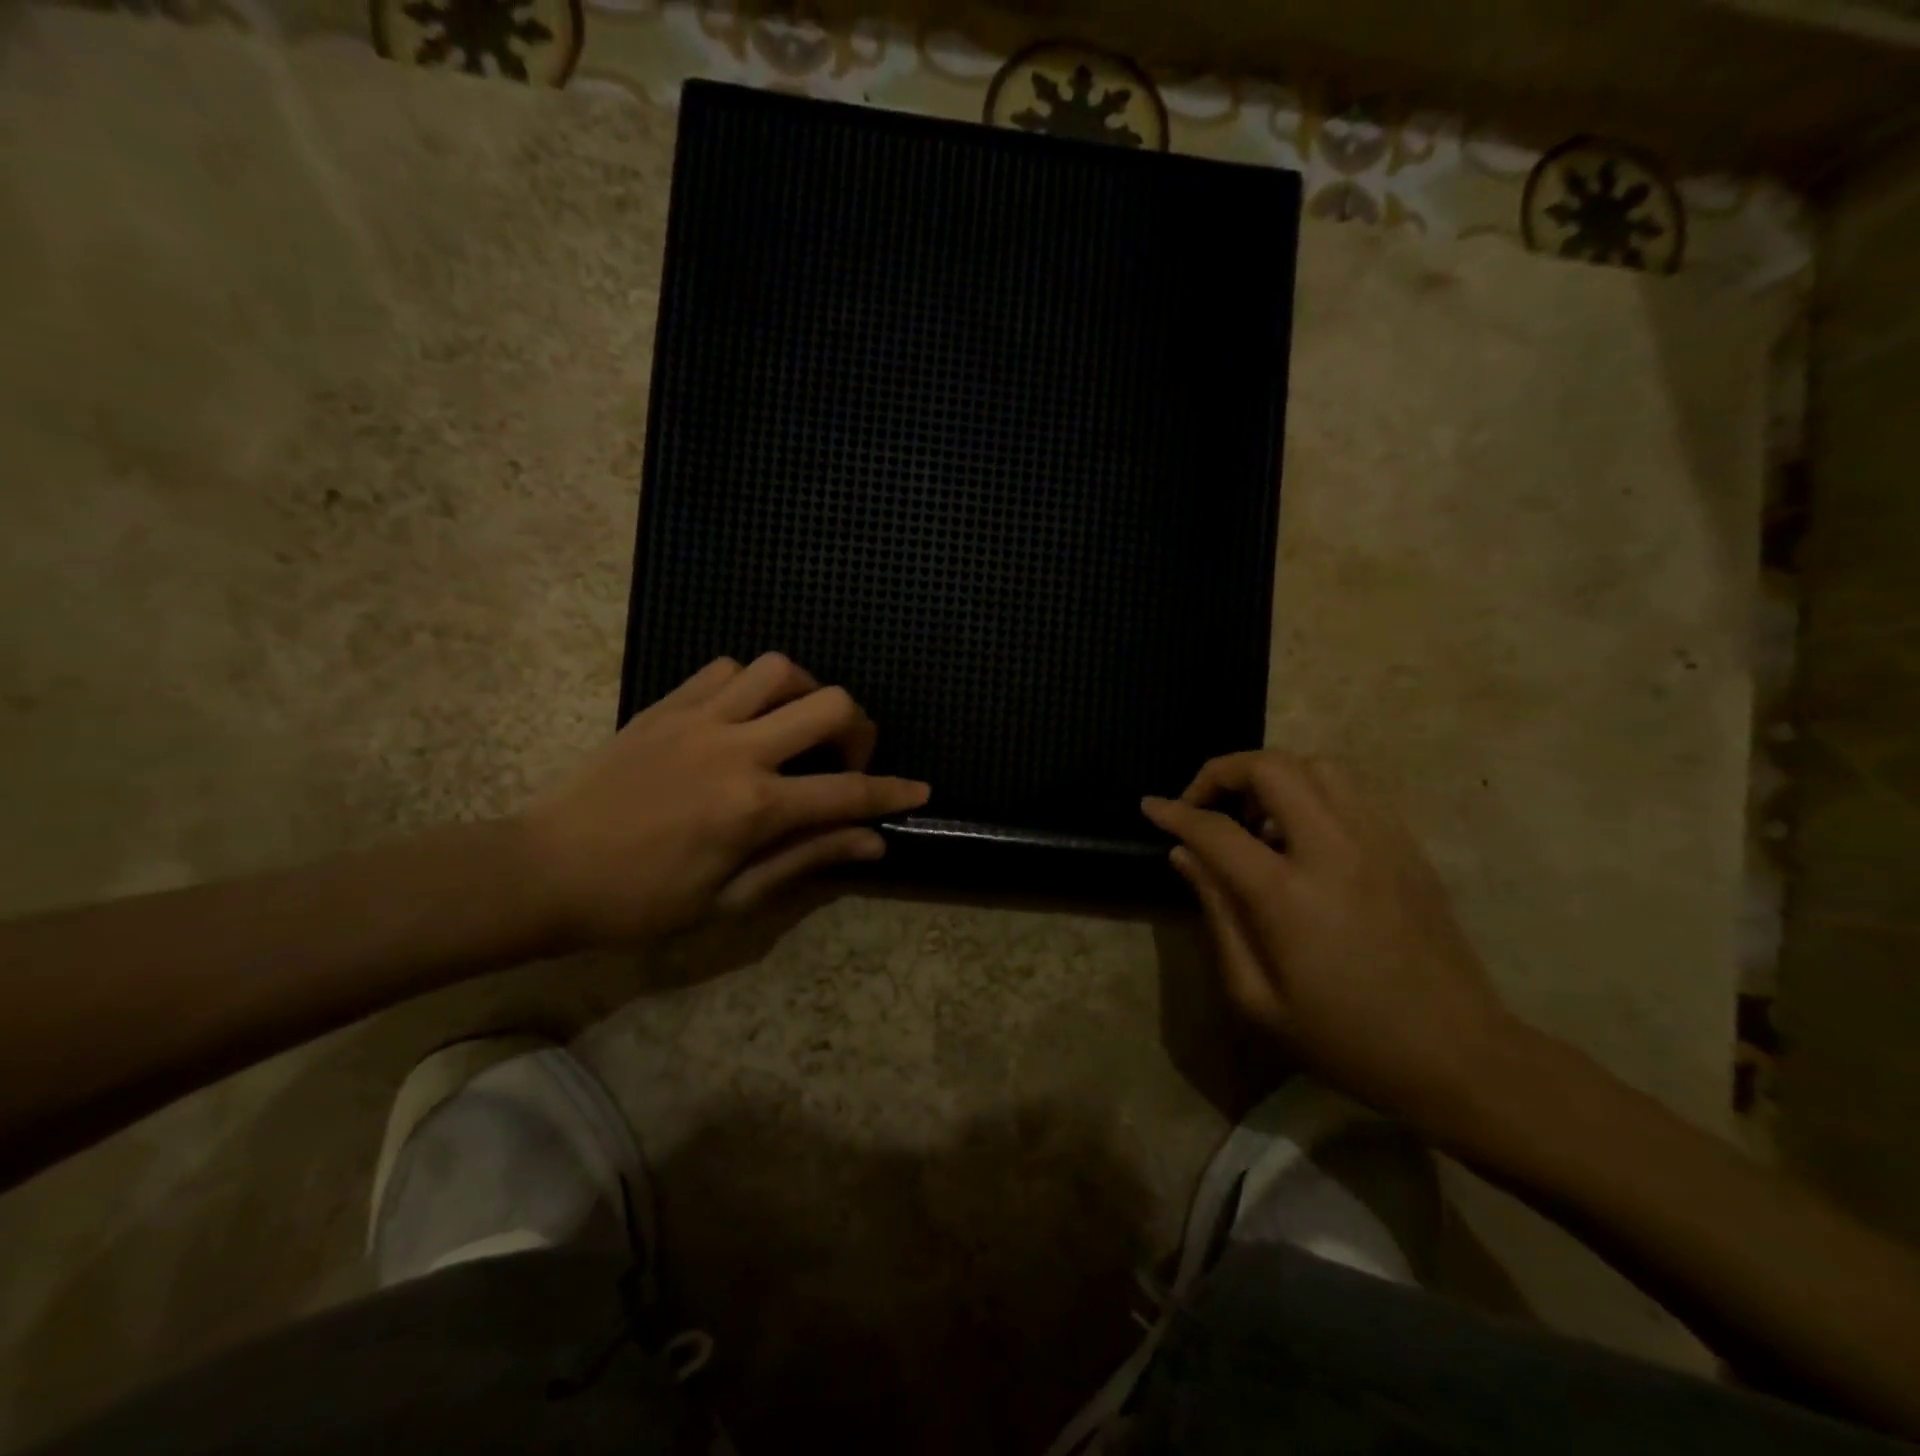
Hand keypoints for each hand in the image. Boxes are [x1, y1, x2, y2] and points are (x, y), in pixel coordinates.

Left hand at [521, 654, 927, 943]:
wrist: (545, 870)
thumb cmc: (641, 901)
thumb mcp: (730, 899)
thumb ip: (806, 859)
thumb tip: (872, 842)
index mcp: (753, 807)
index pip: (848, 793)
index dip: (893, 792)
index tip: (919, 791)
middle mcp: (736, 749)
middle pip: (829, 706)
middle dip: (860, 730)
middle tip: (847, 760)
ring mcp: (699, 718)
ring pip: (779, 669)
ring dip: (806, 694)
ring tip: (799, 728)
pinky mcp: (666, 704)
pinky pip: (725, 669)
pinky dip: (752, 684)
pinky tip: (747, 715)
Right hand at [1142, 751, 1519, 1129]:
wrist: (1459, 1057)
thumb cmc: (1345, 1039)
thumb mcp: (1257, 996)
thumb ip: (1216, 913)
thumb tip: (1184, 855)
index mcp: (1289, 894)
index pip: (1216, 828)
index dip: (1174, 812)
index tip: (1150, 808)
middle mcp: (1335, 849)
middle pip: (1270, 768)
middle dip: (1222, 772)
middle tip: (1203, 805)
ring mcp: (1379, 840)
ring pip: (1316, 765)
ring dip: (1271, 777)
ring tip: (1255, 821)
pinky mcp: (1407, 846)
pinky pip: (1351, 790)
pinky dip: (1312, 792)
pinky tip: (1302, 836)